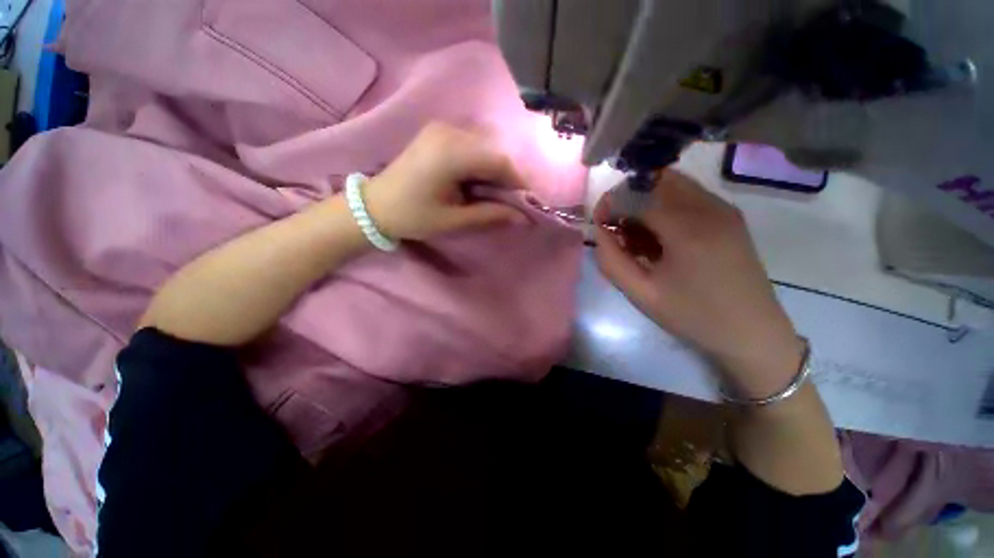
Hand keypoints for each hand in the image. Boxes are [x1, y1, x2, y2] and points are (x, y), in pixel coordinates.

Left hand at [363, 122, 526, 241]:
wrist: (374, 205)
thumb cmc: (412, 216)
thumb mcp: (453, 220)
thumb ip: (490, 215)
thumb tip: (522, 218)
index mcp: (451, 153)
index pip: (499, 160)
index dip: (517, 181)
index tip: (525, 202)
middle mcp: (448, 132)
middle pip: (493, 151)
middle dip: (507, 178)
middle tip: (509, 202)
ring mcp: (441, 129)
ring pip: (484, 147)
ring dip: (494, 171)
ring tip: (493, 195)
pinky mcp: (437, 133)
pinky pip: (471, 146)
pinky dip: (481, 164)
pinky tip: (477, 182)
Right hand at [594, 170, 803, 397]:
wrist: (751, 333)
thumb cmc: (692, 316)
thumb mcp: (641, 293)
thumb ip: (611, 260)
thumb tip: (599, 231)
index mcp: (688, 229)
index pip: (638, 194)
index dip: (612, 203)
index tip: (599, 223)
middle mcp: (710, 208)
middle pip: (657, 180)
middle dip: (628, 197)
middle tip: (617, 228)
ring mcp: (724, 209)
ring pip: (673, 186)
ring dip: (646, 202)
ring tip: (637, 237)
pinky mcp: (730, 217)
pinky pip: (689, 197)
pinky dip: (665, 208)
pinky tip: (660, 238)